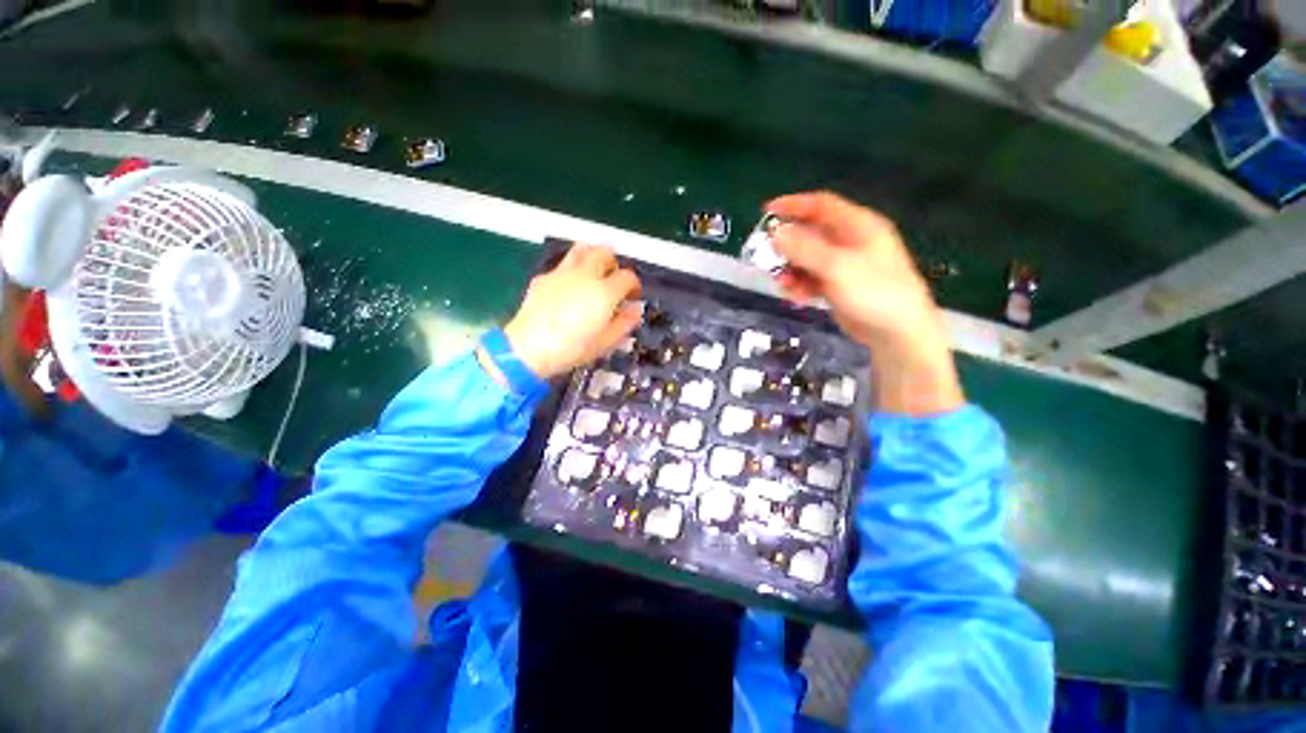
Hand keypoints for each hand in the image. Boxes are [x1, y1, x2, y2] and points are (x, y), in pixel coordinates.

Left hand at [503, 244, 642, 378]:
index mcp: (604, 292)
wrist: (528, 348)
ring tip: (594, 272)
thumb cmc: (571, 349)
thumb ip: (624, 323)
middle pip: (605, 252)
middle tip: (613, 279)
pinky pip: (562, 265)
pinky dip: (572, 270)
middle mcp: (584, 275)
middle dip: (614, 263)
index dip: (634, 285)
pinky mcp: (544, 277)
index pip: (627, 276)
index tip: (632, 295)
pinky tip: (569, 288)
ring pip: (582, 249)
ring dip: (593, 256)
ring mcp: (562, 273)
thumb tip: (635, 311)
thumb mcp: (605, 343)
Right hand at [766, 191, 963, 414]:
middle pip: (811, 233)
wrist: (897, 332)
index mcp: (858, 226)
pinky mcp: (840, 285)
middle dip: (788, 245)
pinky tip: (797, 296)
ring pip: (809, 259)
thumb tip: (775, 233)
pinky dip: (802, 284)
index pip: (821, 205)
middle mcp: (851, 241)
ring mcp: (845, 265)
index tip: (766, 211)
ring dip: (792, 269)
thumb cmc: (873, 293)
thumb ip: (804, 249)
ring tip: (783, 284)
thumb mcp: (836, 267)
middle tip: (767, 256)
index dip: (793, 205)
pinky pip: (813, 278)